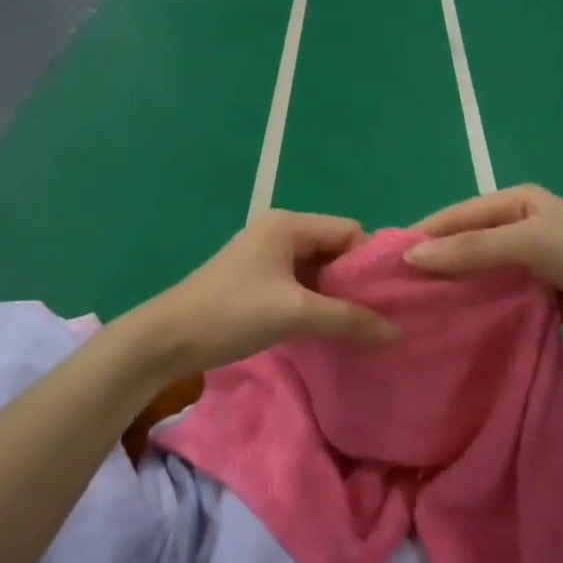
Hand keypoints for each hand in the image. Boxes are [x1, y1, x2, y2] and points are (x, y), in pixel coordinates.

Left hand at [131, 210, 397, 378]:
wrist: (168, 338)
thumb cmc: (233, 313)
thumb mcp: (295, 313)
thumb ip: (347, 318)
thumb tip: (395, 331)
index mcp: (289, 224)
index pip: (349, 231)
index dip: (369, 262)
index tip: (388, 297)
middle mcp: (279, 231)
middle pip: (334, 248)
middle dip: (355, 280)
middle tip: (378, 315)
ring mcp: (265, 255)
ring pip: (317, 268)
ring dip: (335, 294)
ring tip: (358, 325)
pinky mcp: (256, 279)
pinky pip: (299, 283)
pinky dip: (315, 301)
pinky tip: (327, 327)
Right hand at [404, 185, 562, 354]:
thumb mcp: (528, 243)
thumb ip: (470, 250)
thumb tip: (410, 258)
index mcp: (515, 202)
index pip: (456, 216)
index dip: (422, 237)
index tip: (382, 263)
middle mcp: (518, 228)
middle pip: (464, 244)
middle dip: (433, 265)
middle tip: (392, 294)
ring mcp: (529, 264)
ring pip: (478, 274)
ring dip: (452, 289)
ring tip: (411, 312)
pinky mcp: (538, 296)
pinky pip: (496, 298)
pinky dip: (475, 308)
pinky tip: (448, 325)